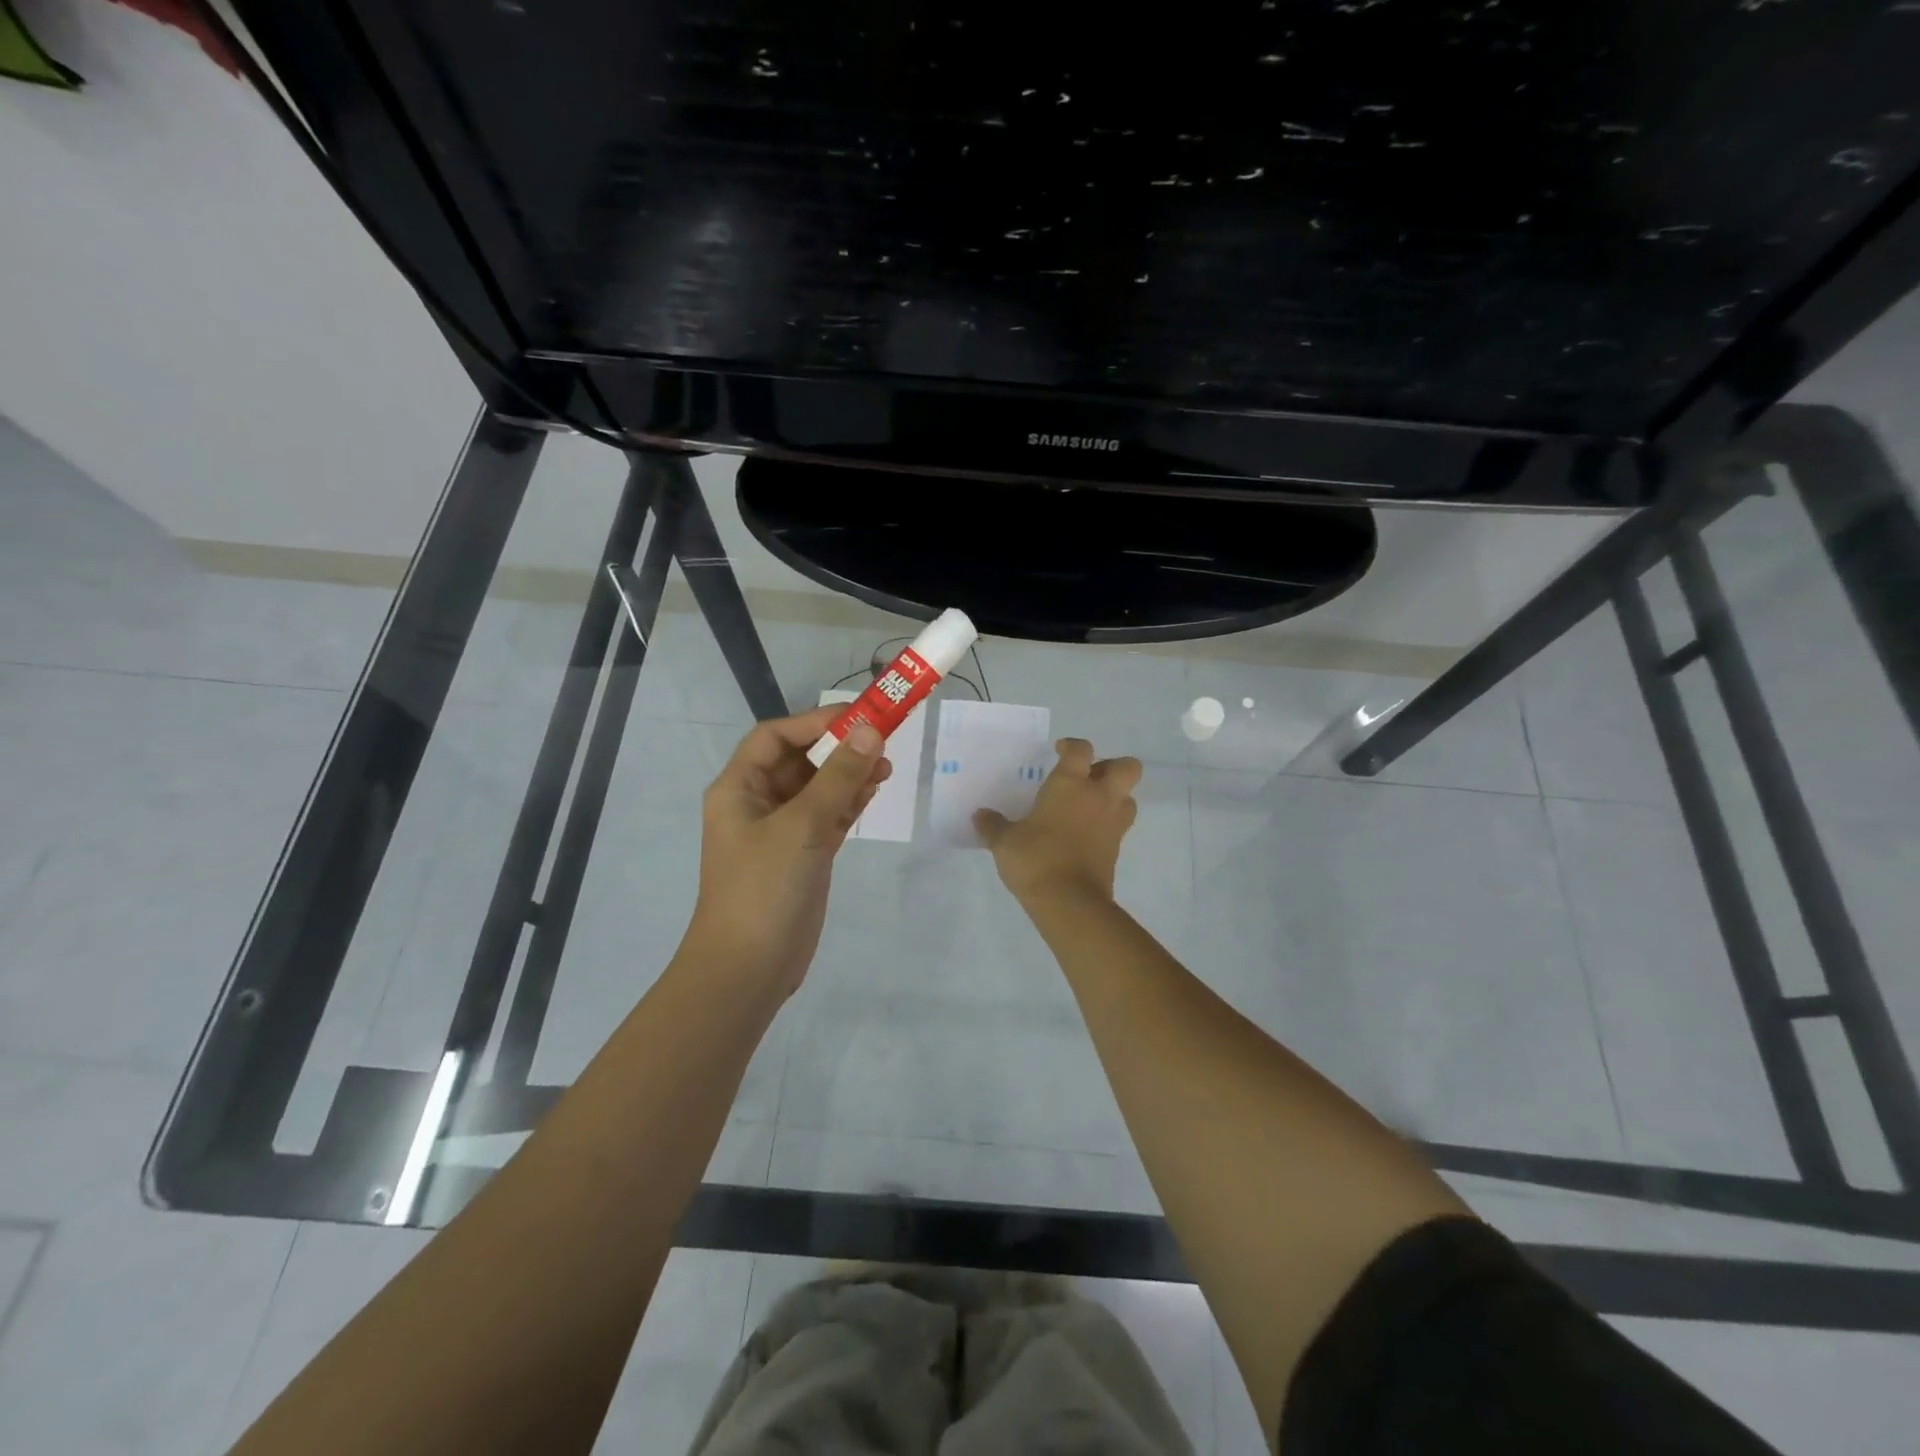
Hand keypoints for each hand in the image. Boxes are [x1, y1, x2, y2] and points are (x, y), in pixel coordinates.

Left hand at [684, 706, 891, 996]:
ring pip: (818, 789)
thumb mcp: (802, 826)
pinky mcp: (803, 855)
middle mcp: (757, 803)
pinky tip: (875, 791)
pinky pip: (828, 816)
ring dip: (849, 775)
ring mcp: (781, 831)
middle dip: (839, 748)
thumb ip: (838, 777)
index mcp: (739, 788)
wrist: (749, 968)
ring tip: (886, 768)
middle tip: (883, 741)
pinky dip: (850, 803)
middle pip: (800, 761)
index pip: (775, 737)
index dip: (815, 722)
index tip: (860, 717)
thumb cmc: (764, 888)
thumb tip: (870, 731)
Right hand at [974, 738, 1141, 906]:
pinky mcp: (1116, 849)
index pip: (1081, 750)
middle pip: (1127, 767)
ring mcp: (1112, 823)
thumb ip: (993, 825)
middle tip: (1087, 778)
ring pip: (1129, 797)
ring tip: (1089, 807)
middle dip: (1112, 766)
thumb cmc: (1036, 858)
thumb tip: (980, 816)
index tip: (1059, 751)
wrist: (1069, 901)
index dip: (1072, 746)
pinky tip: (1084, 834)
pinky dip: (1107, 825)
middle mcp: (1099, 797)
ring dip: (1115, 796)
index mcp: (1070, 784)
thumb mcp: (1004, 841)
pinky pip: (1119, 826)